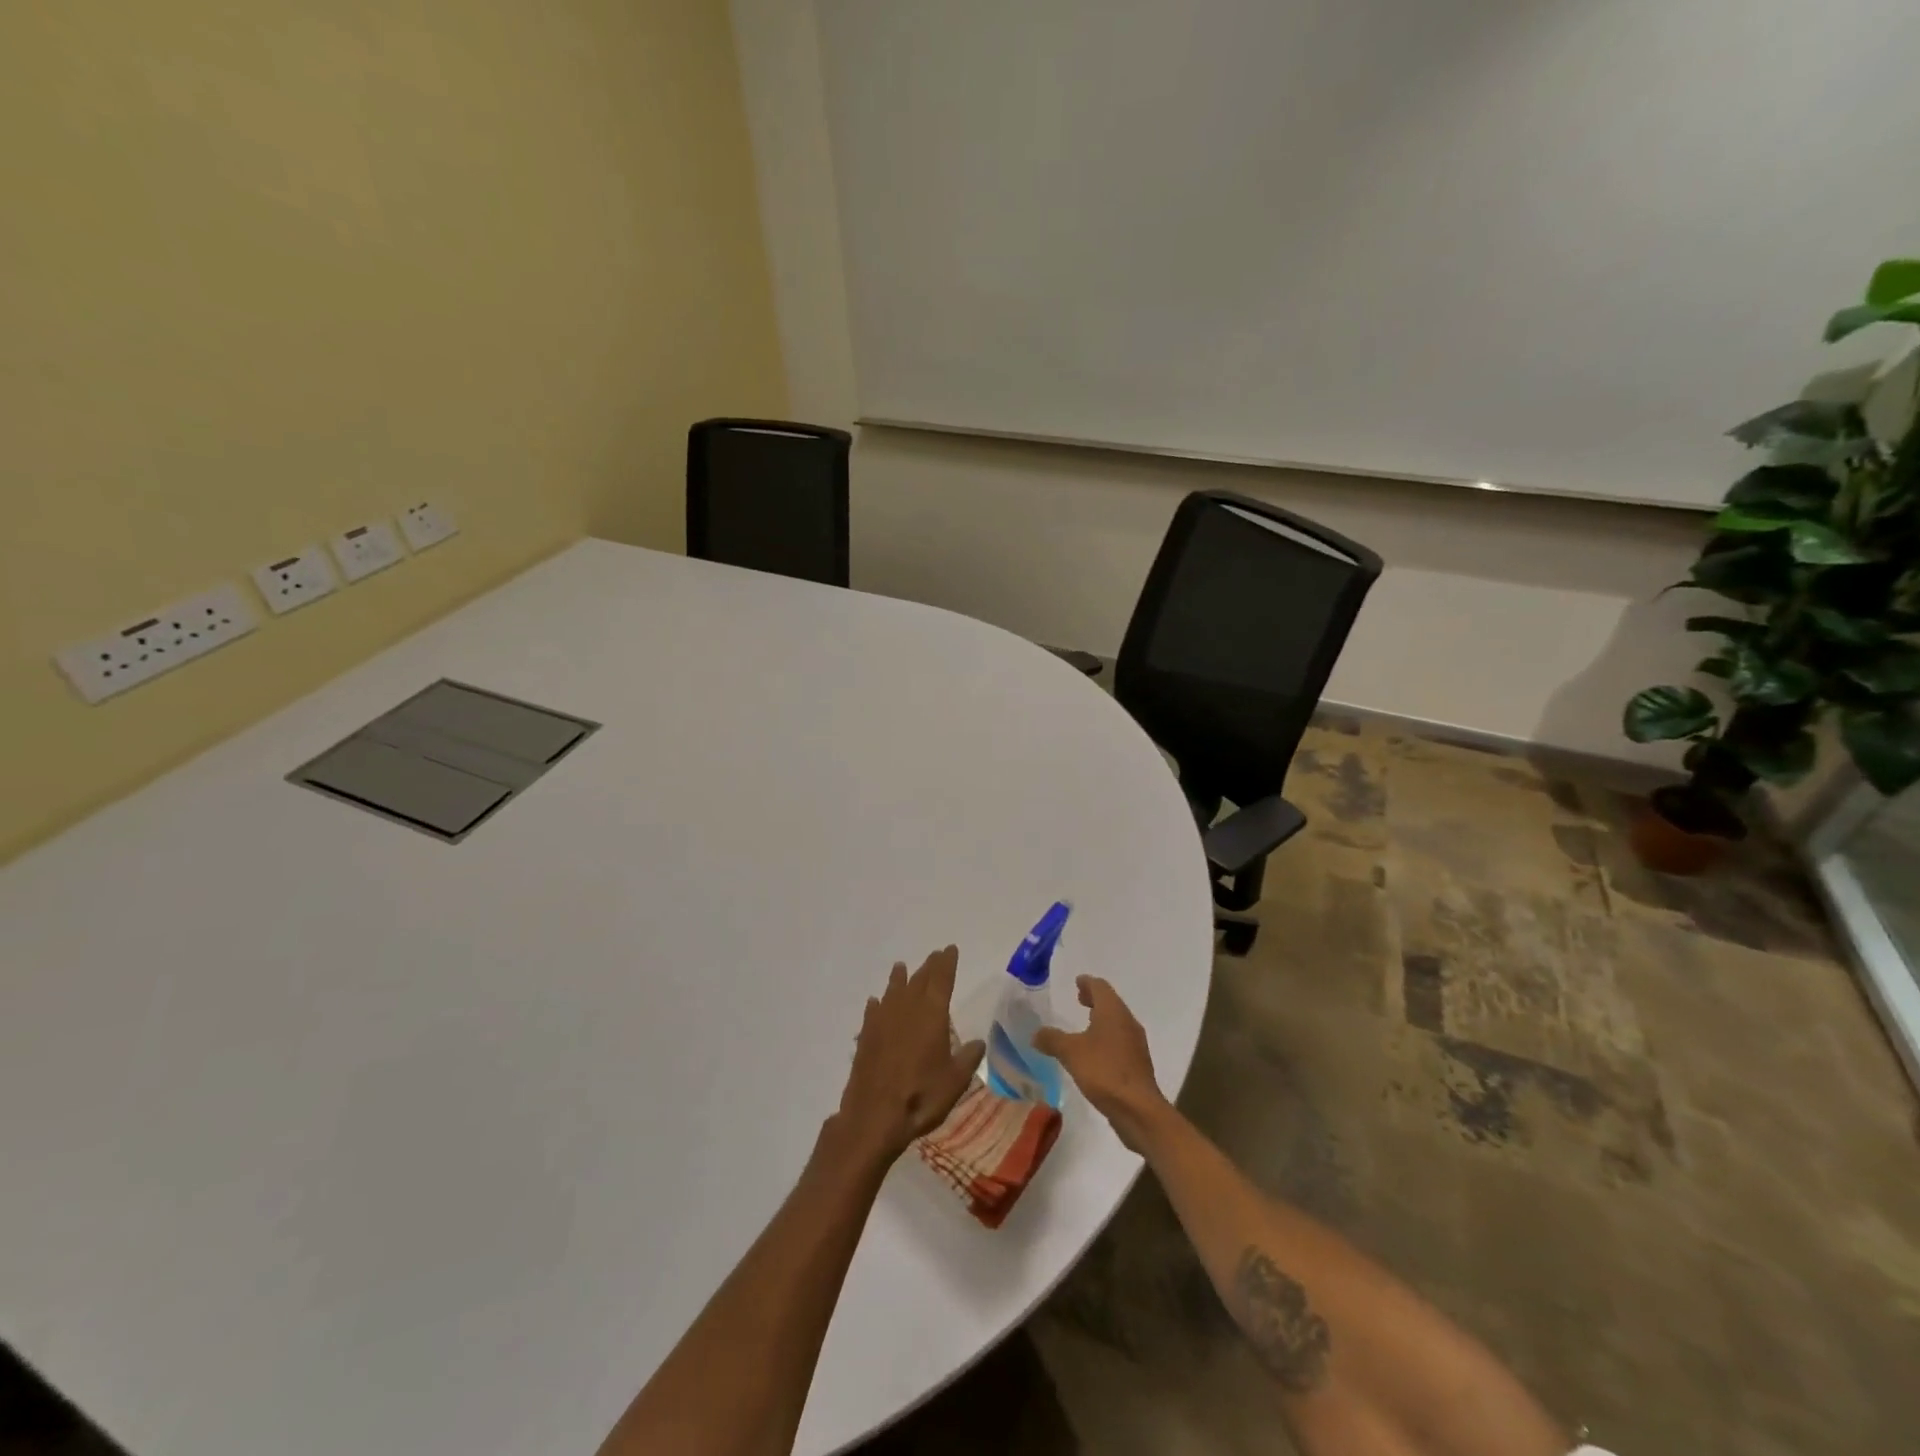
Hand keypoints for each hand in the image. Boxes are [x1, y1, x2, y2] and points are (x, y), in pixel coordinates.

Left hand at [833, 946, 984, 1165]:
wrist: (874, 1116)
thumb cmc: (921, 1096)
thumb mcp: (956, 1081)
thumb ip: (968, 1058)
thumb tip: (978, 1043)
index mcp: (932, 1014)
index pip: (942, 979)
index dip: (947, 963)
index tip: (950, 949)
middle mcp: (907, 1009)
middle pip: (919, 980)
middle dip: (929, 966)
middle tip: (935, 955)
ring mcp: (883, 1021)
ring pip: (893, 991)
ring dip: (899, 978)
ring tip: (901, 967)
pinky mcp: (866, 1036)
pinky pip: (873, 1011)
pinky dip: (878, 1004)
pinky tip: (876, 1002)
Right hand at [1033, 976, 1171, 1152]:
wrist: (1138, 1109)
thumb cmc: (1104, 1071)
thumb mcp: (1070, 1052)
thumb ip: (1052, 1039)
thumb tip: (1036, 1033)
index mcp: (1113, 1011)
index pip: (1100, 987)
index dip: (1087, 982)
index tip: (1078, 981)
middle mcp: (1127, 1022)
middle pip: (1111, 1003)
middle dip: (1095, 999)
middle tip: (1079, 998)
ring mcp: (1135, 1044)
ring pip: (1117, 1022)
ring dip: (1101, 1019)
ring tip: (1084, 1025)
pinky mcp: (1137, 1064)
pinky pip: (1120, 1041)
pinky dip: (1107, 1038)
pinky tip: (1095, 1052)